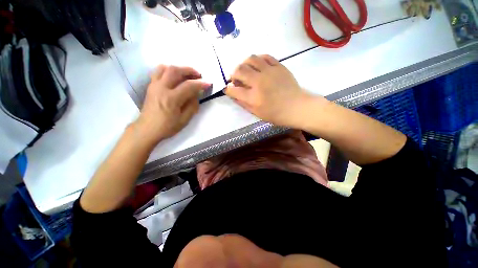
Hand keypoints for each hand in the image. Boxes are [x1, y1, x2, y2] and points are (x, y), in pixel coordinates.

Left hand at [135, 65, 210, 145]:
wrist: (147, 129)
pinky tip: (175, 76)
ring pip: (165, 68)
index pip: (188, 86)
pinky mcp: (150, 86)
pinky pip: (158, 72)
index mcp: (171, 99)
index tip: (208, 83)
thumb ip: (192, 106)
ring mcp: (154, 85)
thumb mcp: (184, 120)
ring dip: (178, 68)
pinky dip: (168, 70)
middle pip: (175, 71)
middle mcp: (161, 88)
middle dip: (189, 70)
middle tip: (198, 75)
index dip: (200, 84)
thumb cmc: (167, 127)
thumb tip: (196, 94)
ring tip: (187, 74)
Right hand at [225, 55, 325, 128]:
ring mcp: (269, 72)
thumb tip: (233, 95)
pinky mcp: (278, 66)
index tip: (228, 89)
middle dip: (233, 74)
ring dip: (244, 64)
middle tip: (235, 79)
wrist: (297, 107)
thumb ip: (243, 104)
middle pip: (239, 70)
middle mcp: (259, 82)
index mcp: (253, 97)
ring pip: (250, 59)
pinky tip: (257, 65)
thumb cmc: (276, 114)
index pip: (233, 90)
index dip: (228, 89)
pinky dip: (257, 60)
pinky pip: (264, 56)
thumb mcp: (257, 113)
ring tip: (245, 70)